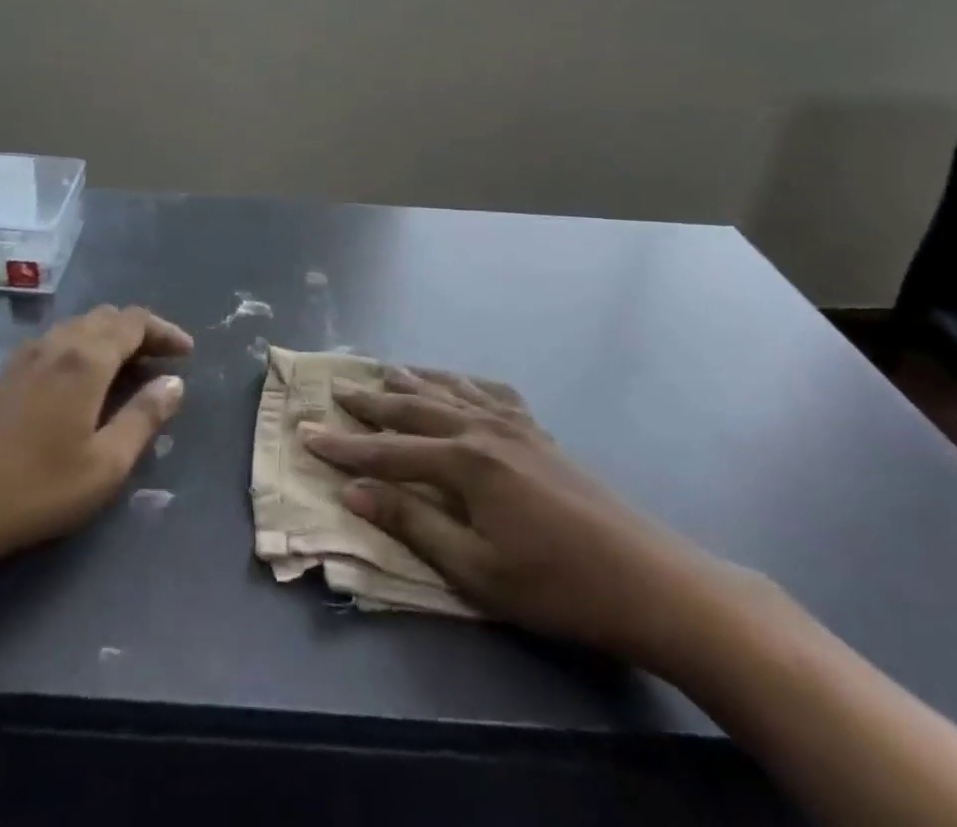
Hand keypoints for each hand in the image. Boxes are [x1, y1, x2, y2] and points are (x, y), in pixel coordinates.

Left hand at [0, 305, 191, 574]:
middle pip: (108, 317)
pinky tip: (85, 379)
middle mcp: (58, 343)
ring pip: (81, 325)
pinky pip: (58, 340)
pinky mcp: (8, 372)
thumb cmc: (38, 487)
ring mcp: (28, 354)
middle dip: (141, 331)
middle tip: (163, 360)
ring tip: (131, 369)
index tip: (187, 352)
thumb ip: (145, 417)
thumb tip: (174, 383)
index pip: (134, 322)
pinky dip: (84, 346)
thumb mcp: (106, 463)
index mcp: (86, 358)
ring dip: (111, 337)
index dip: (165, 331)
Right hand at [302, 367, 740, 667]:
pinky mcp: (539, 433)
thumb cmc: (557, 586)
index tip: (305, 433)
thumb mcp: (475, 570)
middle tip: (338, 388)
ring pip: (450, 391)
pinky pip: (490, 394)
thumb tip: (355, 492)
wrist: (651, 581)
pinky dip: (464, 384)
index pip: (387, 451)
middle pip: (415, 408)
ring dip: (414, 381)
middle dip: (372, 400)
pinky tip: (461, 384)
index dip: (343, 446)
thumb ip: (413, 523)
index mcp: (464, 462)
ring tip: (387, 370)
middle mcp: (483, 430)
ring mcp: (515, 426)